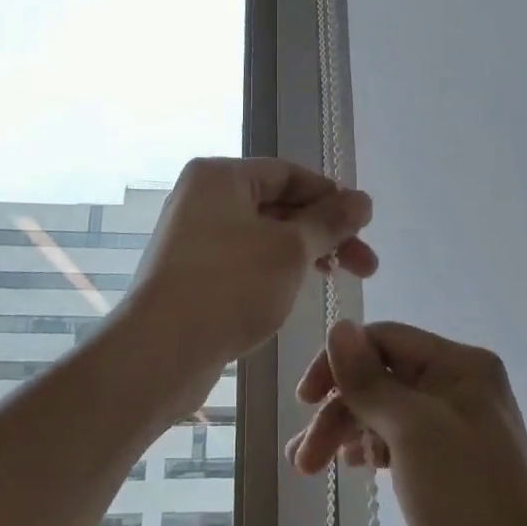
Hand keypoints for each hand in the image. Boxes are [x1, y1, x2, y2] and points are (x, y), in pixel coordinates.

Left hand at [131, 159, 376, 371]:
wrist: (160, 352)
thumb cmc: (229, 286)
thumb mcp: (290, 249)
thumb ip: (330, 221)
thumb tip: (363, 199)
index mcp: (220, 176)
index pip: (288, 173)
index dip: (331, 196)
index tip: (364, 226)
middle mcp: (203, 198)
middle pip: (278, 204)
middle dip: (325, 232)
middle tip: (366, 265)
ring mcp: (194, 237)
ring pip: (264, 235)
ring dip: (305, 253)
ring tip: (339, 280)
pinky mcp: (192, 273)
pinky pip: (245, 259)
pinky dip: (276, 270)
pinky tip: (298, 292)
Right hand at [289, 320, 526, 525]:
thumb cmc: (467, 502)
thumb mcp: (412, 432)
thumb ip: (369, 379)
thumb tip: (338, 325)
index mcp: (460, 365)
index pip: (384, 340)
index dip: (339, 362)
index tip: (304, 401)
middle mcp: (460, 386)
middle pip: (381, 378)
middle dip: (338, 410)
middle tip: (302, 458)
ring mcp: (457, 426)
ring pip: (386, 411)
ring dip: (345, 432)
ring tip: (308, 468)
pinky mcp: (451, 464)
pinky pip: (399, 439)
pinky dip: (370, 448)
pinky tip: (351, 467)